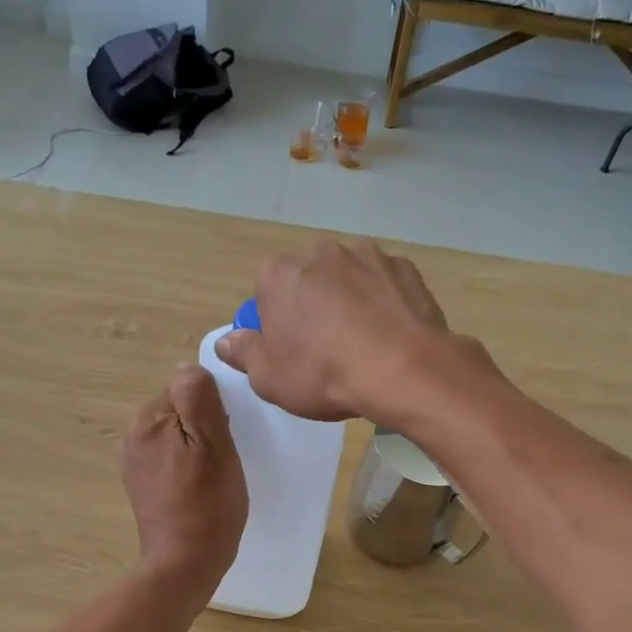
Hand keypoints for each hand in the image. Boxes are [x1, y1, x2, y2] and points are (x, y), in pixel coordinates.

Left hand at [117, 365, 246, 599]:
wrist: (185, 564)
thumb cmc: (208, 504)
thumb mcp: (214, 444)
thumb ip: (199, 399)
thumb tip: (188, 367)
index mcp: (147, 420)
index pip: (187, 388)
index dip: (212, 409)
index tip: (225, 436)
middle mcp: (132, 435)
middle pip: (179, 410)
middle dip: (203, 426)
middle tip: (223, 458)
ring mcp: (133, 462)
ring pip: (175, 434)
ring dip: (196, 446)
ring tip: (212, 475)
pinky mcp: (140, 484)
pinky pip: (169, 457)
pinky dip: (186, 465)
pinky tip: (198, 487)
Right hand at [214, 238, 452, 420]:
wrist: (402, 370)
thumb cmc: (324, 375)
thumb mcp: (269, 379)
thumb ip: (243, 353)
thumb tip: (226, 340)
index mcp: (278, 275)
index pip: (267, 293)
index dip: (277, 323)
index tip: (291, 351)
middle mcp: (320, 252)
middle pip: (309, 280)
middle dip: (314, 305)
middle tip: (328, 348)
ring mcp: (367, 255)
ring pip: (349, 278)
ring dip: (351, 300)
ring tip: (365, 341)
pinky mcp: (404, 267)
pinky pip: (385, 284)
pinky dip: (385, 302)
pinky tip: (391, 333)